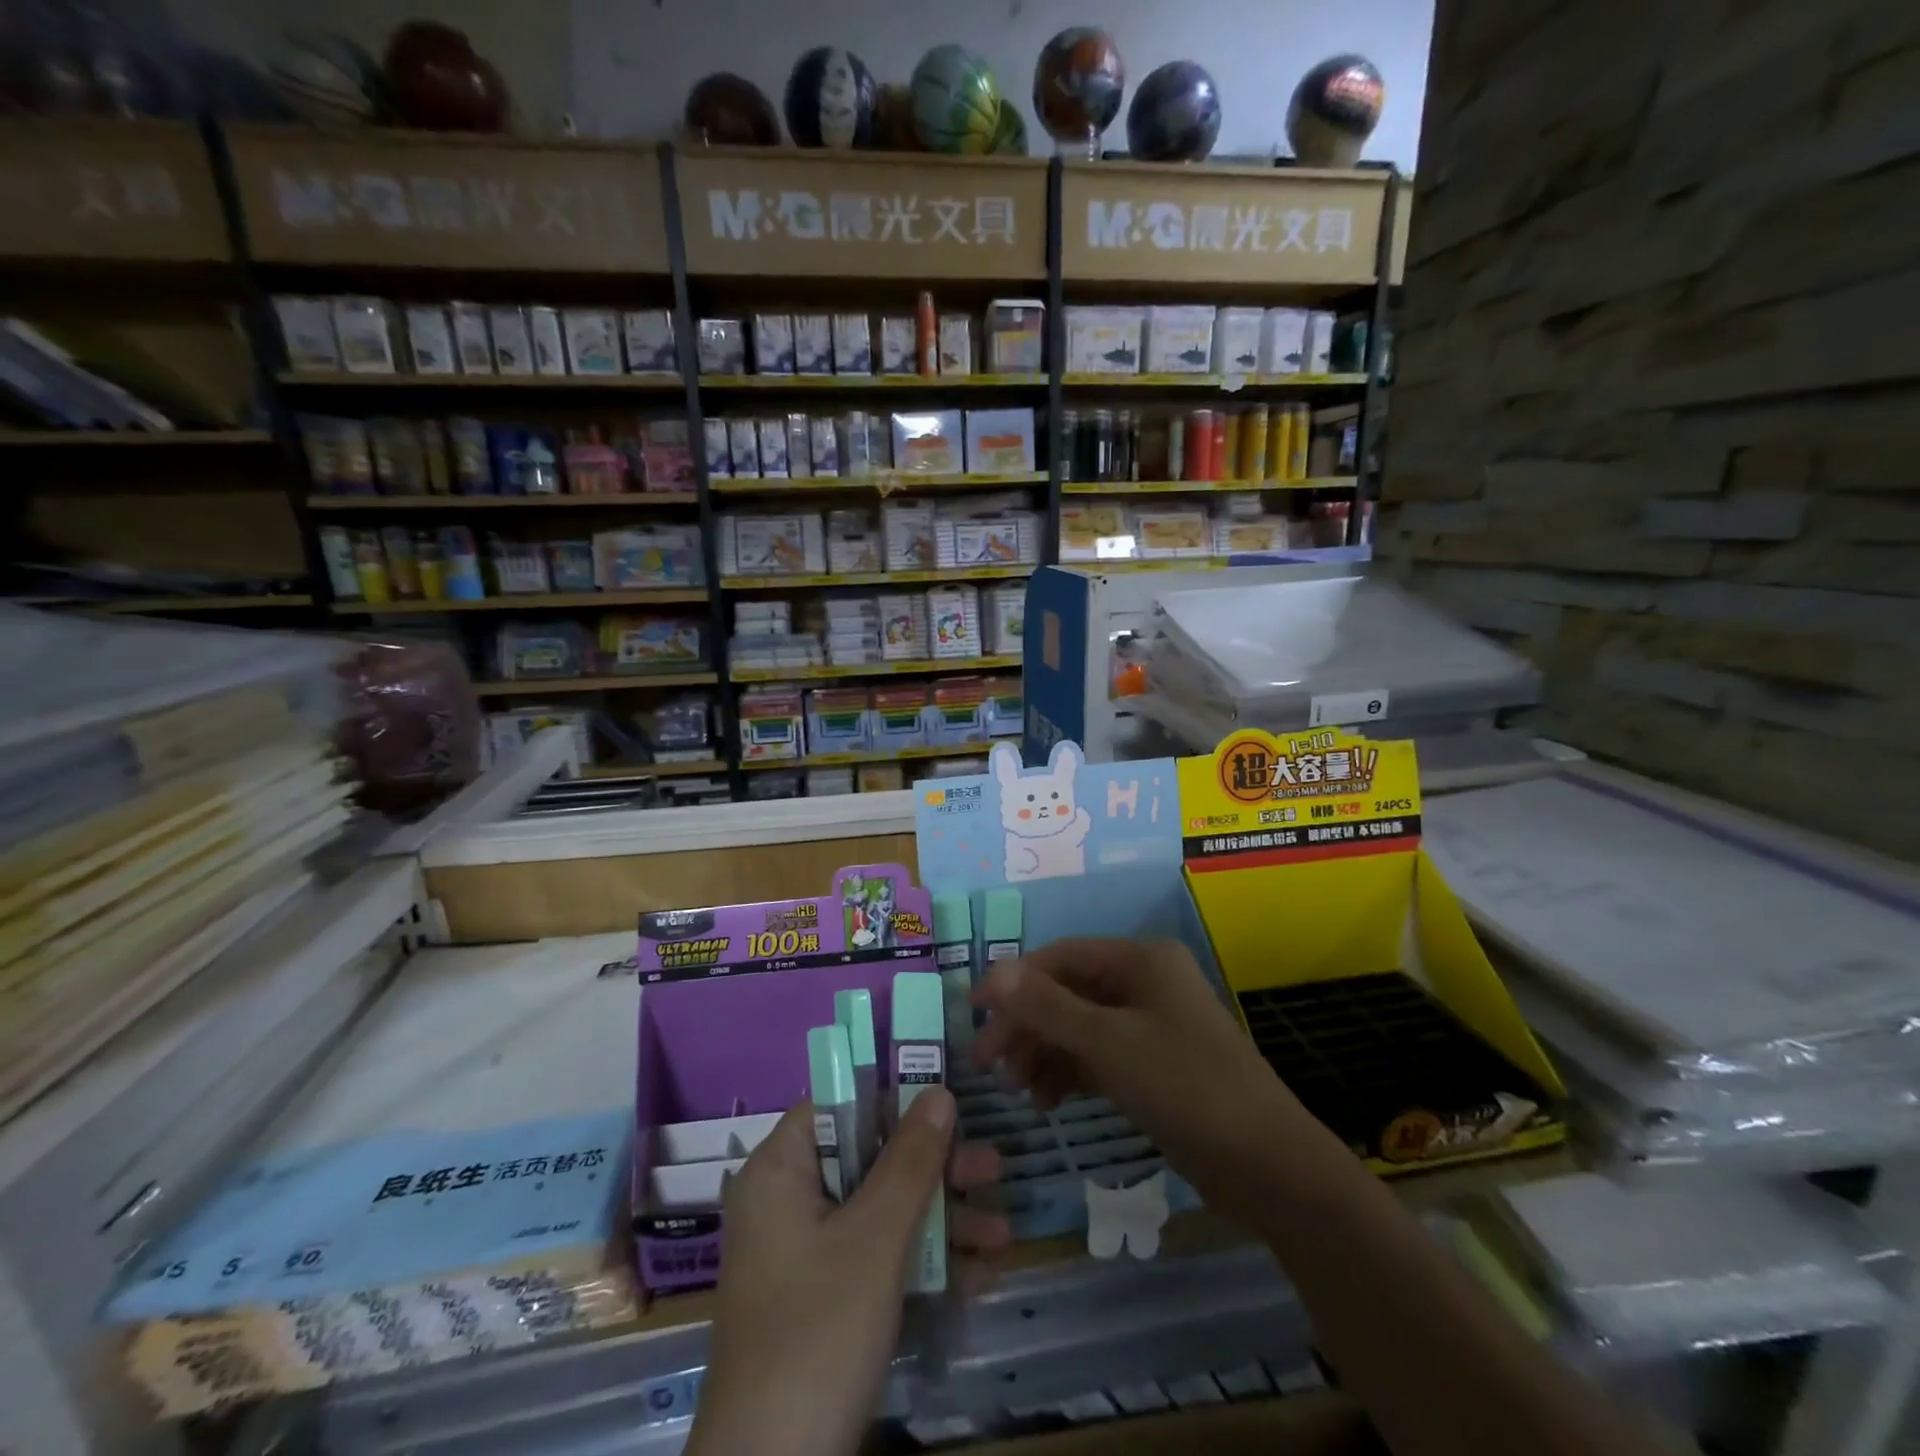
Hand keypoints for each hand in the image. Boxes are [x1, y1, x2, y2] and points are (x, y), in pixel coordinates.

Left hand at [686, 1089, 1009, 1455]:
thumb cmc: (818, 1333)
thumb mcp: (875, 1239)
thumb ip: (910, 1160)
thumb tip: (939, 1091)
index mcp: (781, 1171)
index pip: (841, 1104)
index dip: (894, 1096)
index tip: (948, 1099)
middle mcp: (790, 1202)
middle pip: (871, 1158)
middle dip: (937, 1169)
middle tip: (993, 1170)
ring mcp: (808, 1254)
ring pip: (882, 1211)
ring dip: (943, 1221)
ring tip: (1002, 1233)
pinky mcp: (826, 1299)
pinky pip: (879, 1258)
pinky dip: (924, 1264)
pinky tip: (980, 1276)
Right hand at [971, 937, 1309, 1224]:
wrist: (1268, 1166)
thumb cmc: (1186, 1087)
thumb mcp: (1108, 1044)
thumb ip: (1047, 1007)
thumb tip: (994, 972)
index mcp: (1140, 959)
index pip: (1059, 957)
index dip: (1013, 982)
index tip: (972, 1015)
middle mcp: (1144, 982)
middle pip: (1067, 992)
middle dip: (1027, 1026)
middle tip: (989, 1066)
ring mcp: (1150, 1024)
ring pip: (1079, 1027)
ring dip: (1045, 1052)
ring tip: (1020, 1091)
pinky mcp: (1153, 1064)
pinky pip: (1098, 1056)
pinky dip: (1070, 1073)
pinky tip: (1049, 1102)